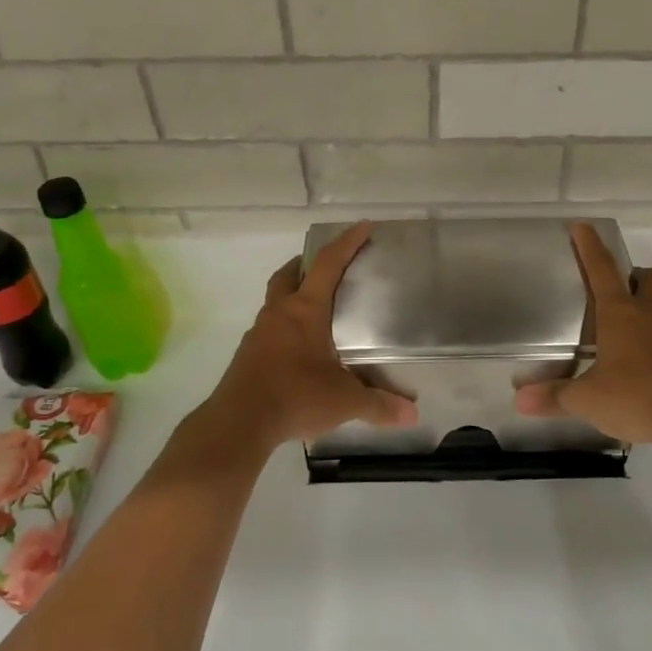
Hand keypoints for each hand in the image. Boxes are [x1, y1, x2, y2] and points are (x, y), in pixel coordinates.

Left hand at [204, 221, 418, 448]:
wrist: (238, 423)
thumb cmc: (295, 397)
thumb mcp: (344, 401)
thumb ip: (378, 405)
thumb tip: (413, 415)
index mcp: (305, 311)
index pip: (328, 264)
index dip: (347, 242)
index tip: (364, 226)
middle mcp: (279, 313)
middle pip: (290, 274)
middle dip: (308, 263)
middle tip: (329, 266)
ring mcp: (259, 333)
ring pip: (276, 300)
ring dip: (294, 294)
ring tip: (318, 309)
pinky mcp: (248, 354)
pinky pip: (269, 327)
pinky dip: (285, 325)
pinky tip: (299, 347)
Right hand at [515, 223, 651, 465]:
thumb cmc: (637, 398)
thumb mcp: (587, 400)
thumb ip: (555, 397)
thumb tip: (519, 400)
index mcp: (621, 314)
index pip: (602, 269)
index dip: (590, 246)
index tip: (583, 226)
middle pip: (649, 278)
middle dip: (634, 276)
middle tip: (616, 291)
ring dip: (646, 314)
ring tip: (623, 340)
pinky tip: (643, 370)